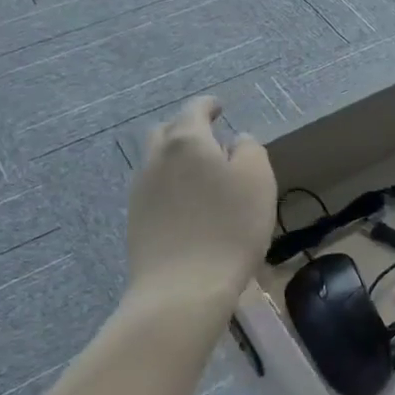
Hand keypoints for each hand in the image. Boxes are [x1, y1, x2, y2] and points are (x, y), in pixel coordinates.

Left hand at [125, 97, 275, 330]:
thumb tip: (236, 141)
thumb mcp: (258, 180)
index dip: (208, 105)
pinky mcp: (136, 221)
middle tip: (209, 137)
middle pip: (167, 132)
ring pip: (157, 161)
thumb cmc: (229, 227)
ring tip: (201, 173)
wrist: (182, 289)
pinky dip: (170, 185)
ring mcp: (140, 191)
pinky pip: (153, 189)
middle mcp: (156, 159)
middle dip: (186, 128)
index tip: (220, 107)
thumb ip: (249, 150)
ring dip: (176, 158)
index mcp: (186, 141)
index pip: (194, 110)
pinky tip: (188, 203)